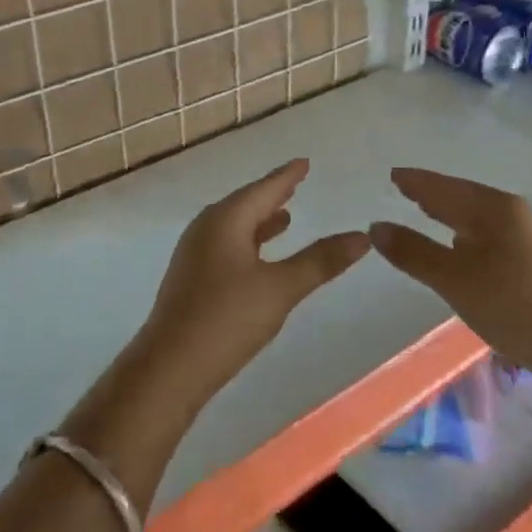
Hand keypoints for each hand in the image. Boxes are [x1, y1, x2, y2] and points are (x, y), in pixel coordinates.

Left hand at [139, 160, 367, 400]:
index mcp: (226, 219)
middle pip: (245, 203)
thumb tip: (363, 236)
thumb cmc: (226, 319)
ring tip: (285, 218)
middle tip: (296, 183)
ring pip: (234, 226)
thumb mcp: (280, 288)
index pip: (263, 188)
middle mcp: (207, 227)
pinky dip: (248, 241)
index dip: (286, 176)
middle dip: (272, 195)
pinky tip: (259, 257)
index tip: (303, 162)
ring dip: (260, 220)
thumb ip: (320, 260)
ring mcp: (195, 253)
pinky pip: (226, 245)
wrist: (168, 369)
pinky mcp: (191, 278)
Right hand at [370, 168, 531, 371]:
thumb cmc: (511, 304)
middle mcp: (512, 213)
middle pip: (463, 197)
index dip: (417, 182)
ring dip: (450, 214)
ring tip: (425, 213)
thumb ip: (414, 252)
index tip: (393, 175)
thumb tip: (376, 227)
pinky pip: (488, 234)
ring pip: (477, 217)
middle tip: (404, 189)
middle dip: (433, 195)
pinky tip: (459, 246)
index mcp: (494, 207)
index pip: (445, 187)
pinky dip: (465, 233)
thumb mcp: (453, 279)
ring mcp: (526, 236)